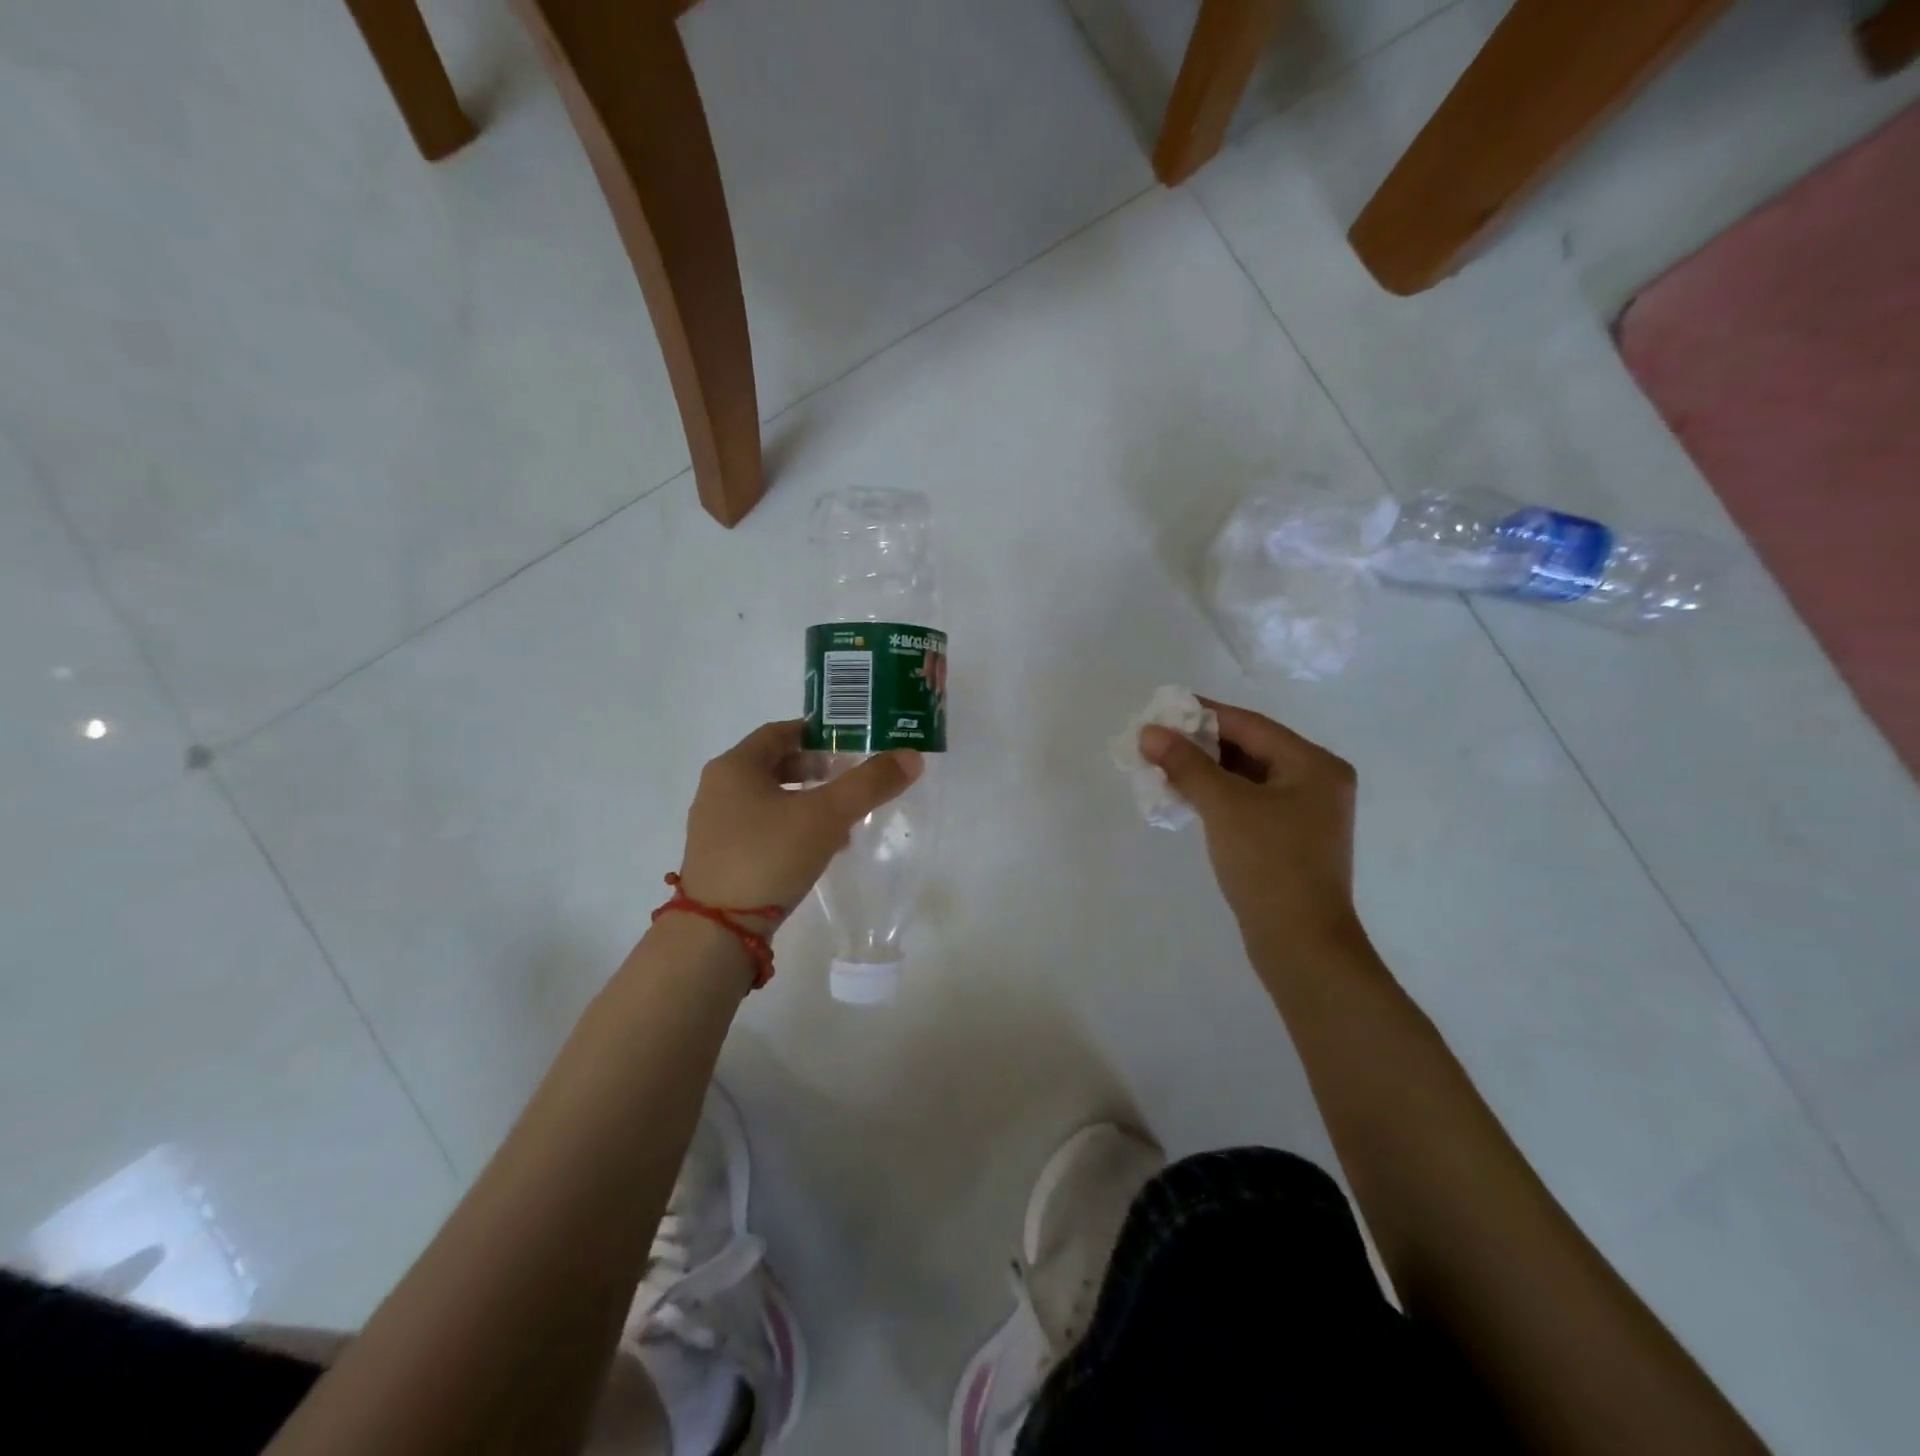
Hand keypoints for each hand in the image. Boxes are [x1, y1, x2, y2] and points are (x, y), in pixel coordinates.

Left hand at [678, 720, 922, 923]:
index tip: (851, 743)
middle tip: (851, 779)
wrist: (719, 931)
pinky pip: (762, 827)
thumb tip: (912, 756)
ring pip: (770, 799)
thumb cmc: (769, 856)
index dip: (818, 733)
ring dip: (807, 801)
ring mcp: (715, 825)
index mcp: (735, 766)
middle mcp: (718, 788)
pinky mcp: (720, 857)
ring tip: (844, 819)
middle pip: (775, 765)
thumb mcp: (827, 815)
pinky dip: (791, 827)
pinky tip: (819, 849)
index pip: (780, 732)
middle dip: (817, 770)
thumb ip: (869, 784)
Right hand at [1141, 699, 1363, 968]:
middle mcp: (1316, 781)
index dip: (1203, 714)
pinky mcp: (1290, 839)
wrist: (1301, 943)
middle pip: (1250, 748)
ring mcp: (1306, 813)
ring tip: (1162, 767)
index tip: (1162, 709)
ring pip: (1247, 777)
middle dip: (1201, 744)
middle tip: (1156, 741)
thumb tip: (1149, 732)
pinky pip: (1249, 802)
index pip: (1250, 725)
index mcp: (1314, 764)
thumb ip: (1186, 764)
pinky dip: (1218, 796)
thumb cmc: (1269, 864)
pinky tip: (1185, 797)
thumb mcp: (1224, 806)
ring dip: (1205, 771)